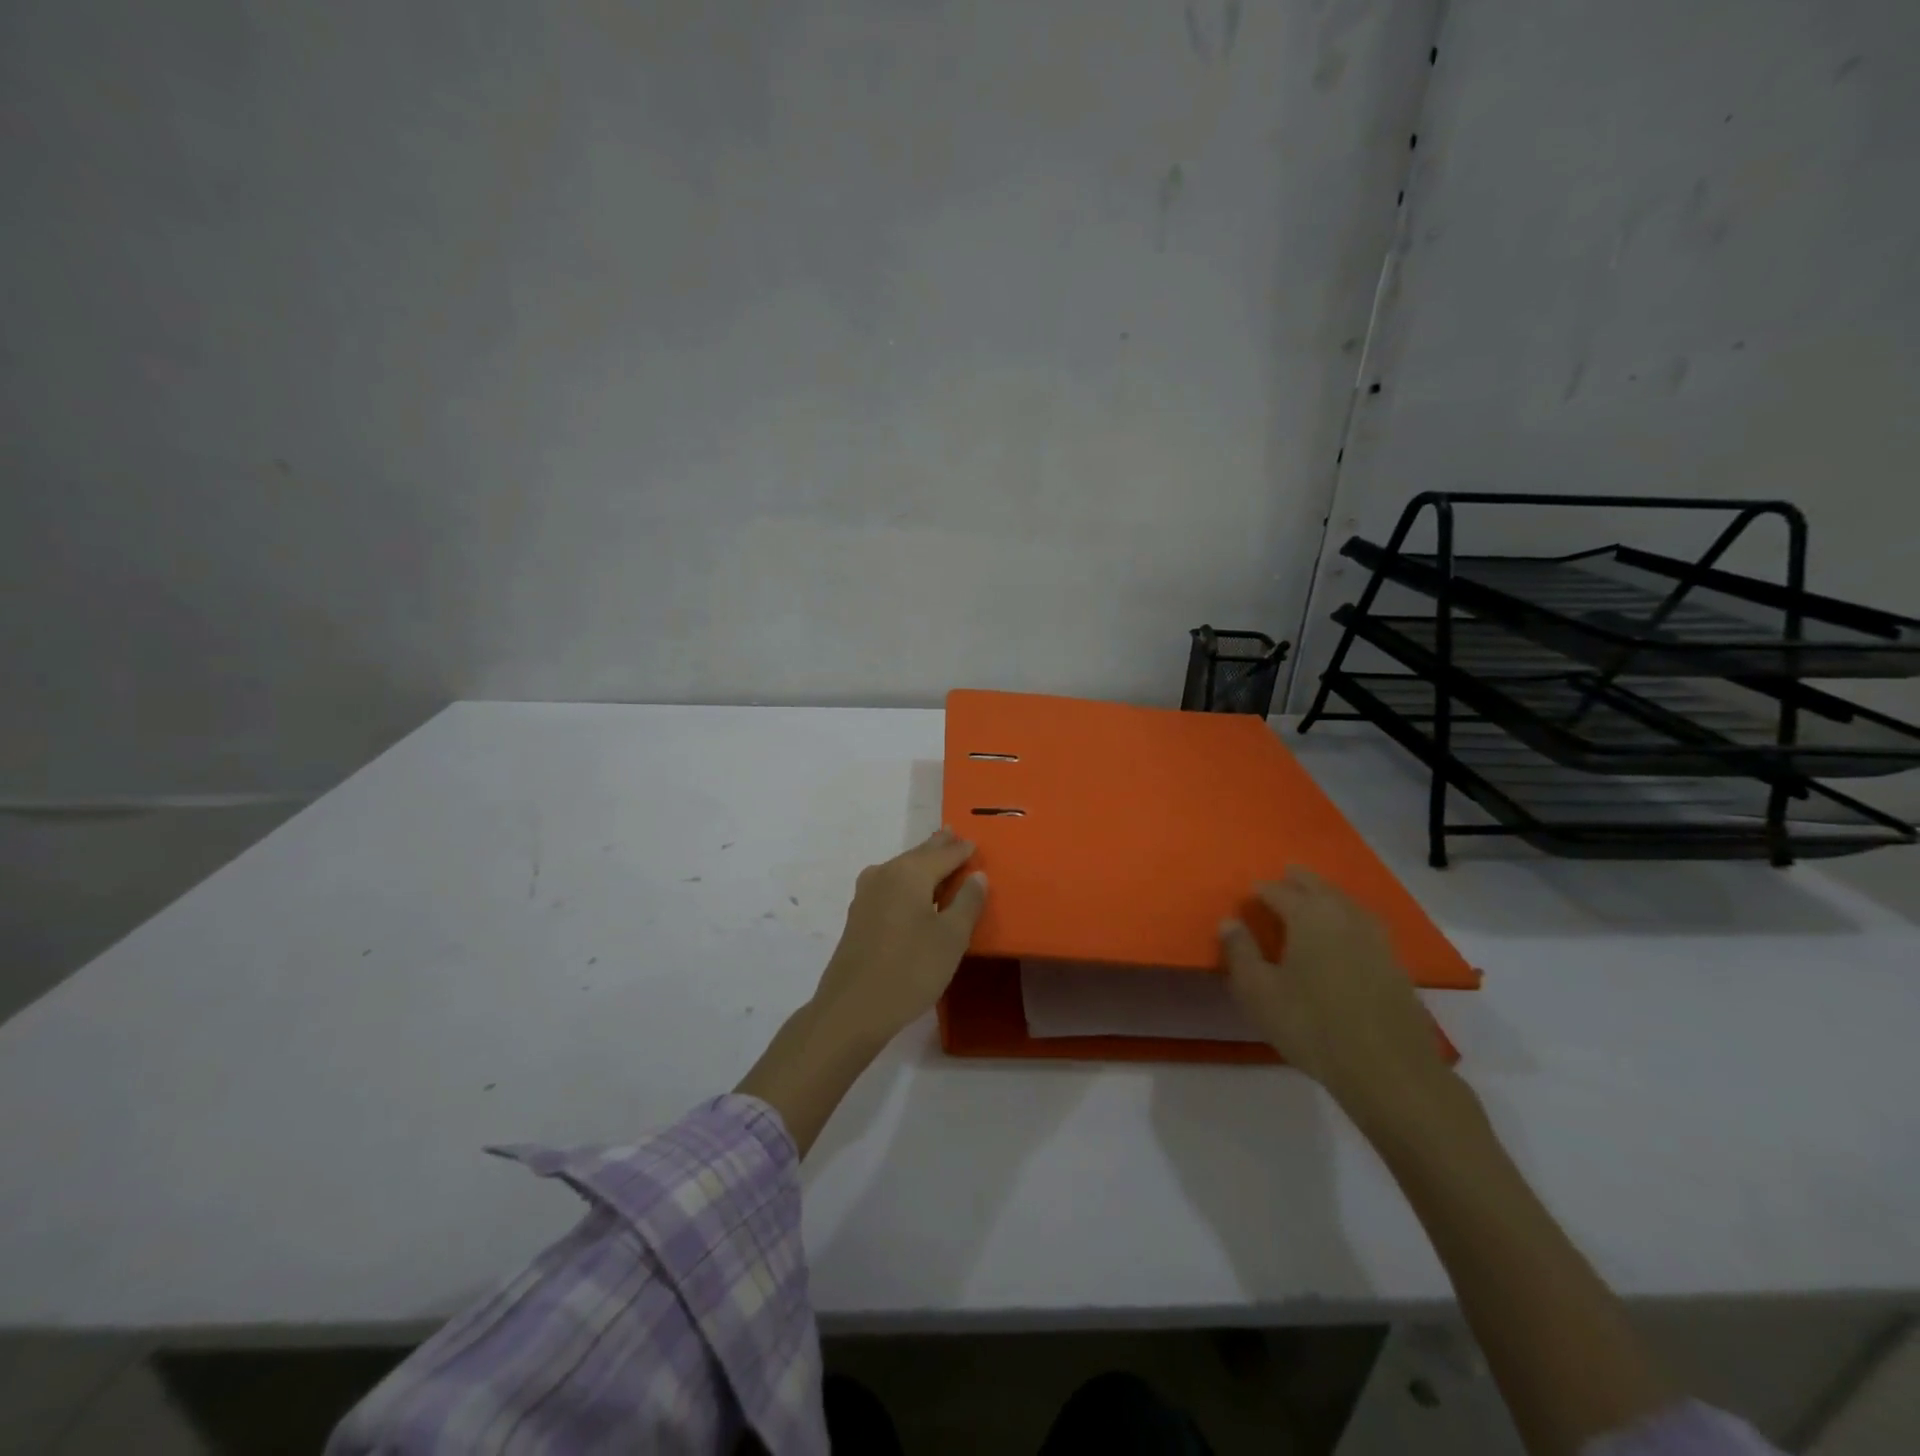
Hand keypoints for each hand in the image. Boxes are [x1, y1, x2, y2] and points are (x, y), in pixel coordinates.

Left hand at [808, 827, 988, 1049]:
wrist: (853, 1008)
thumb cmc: (911, 969)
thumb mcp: (951, 938)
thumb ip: (968, 902)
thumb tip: (977, 875)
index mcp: (910, 872)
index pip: (944, 853)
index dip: (962, 850)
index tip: (975, 843)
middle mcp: (885, 874)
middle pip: (919, 855)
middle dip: (938, 847)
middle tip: (954, 835)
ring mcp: (866, 894)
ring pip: (901, 869)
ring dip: (921, 864)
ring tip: (938, 862)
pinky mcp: (858, 916)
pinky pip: (890, 886)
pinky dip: (907, 883)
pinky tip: (912, 895)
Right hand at [1218, 869, 1447, 1116]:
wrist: (1388, 1069)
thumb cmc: (1312, 1025)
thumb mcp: (1258, 991)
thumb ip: (1240, 951)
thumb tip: (1229, 921)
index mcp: (1309, 916)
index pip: (1279, 891)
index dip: (1261, 891)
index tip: (1249, 894)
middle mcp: (1343, 916)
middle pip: (1318, 887)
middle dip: (1299, 880)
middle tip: (1285, 875)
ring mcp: (1375, 938)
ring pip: (1346, 902)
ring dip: (1327, 894)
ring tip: (1314, 897)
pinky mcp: (1395, 962)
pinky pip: (1365, 923)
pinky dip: (1349, 916)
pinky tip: (1345, 931)